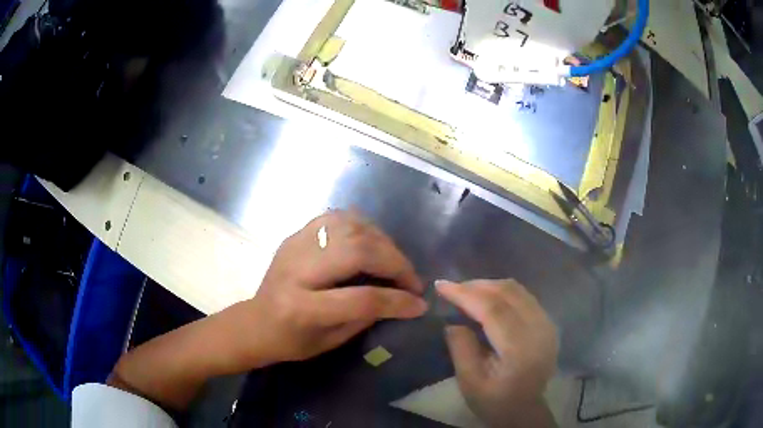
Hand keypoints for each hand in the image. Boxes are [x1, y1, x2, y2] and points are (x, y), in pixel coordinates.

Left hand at [239, 211, 427, 363]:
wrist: (255, 322)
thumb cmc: (291, 341)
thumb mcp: (330, 342)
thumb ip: (366, 318)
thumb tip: (401, 299)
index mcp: (303, 307)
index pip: (361, 298)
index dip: (397, 300)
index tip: (419, 303)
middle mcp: (298, 269)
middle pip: (357, 251)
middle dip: (395, 262)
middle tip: (411, 279)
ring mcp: (295, 245)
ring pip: (349, 226)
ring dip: (381, 241)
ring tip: (394, 261)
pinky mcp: (296, 234)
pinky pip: (336, 218)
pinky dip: (362, 226)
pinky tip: (372, 242)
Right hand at [436, 279, 557, 427]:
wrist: (525, 411)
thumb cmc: (495, 402)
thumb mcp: (470, 382)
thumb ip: (461, 348)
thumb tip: (452, 322)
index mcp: (520, 348)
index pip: (493, 309)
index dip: (465, 294)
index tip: (441, 285)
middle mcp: (539, 329)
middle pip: (507, 293)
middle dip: (476, 286)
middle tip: (451, 288)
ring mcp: (547, 324)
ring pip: (517, 290)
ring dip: (489, 286)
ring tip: (466, 291)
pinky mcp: (548, 323)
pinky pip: (524, 296)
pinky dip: (502, 292)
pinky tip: (487, 299)